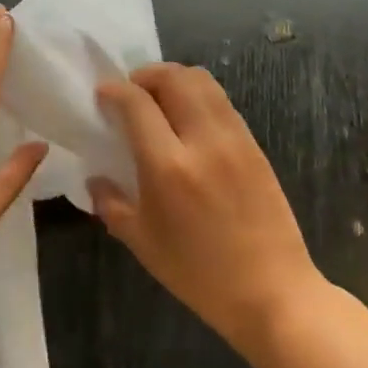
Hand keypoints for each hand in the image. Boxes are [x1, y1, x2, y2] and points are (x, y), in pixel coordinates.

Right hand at [91, 63, 320, 354]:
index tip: (103, 94)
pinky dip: (199, 97)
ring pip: (203, 82)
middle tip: (132, 92)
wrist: (272, 293)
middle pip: (174, 78)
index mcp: (168, 166)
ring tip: (161, 99)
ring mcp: (234, 140)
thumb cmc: (199, 274)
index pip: (137, 103)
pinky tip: (189, 121)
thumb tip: (95, 179)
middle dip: (146, 75)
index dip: (115, 90)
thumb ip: (112, 204)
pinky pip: (222, 103)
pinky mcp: (254, 146)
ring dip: (175, 79)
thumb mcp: (143, 244)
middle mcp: (203, 141)